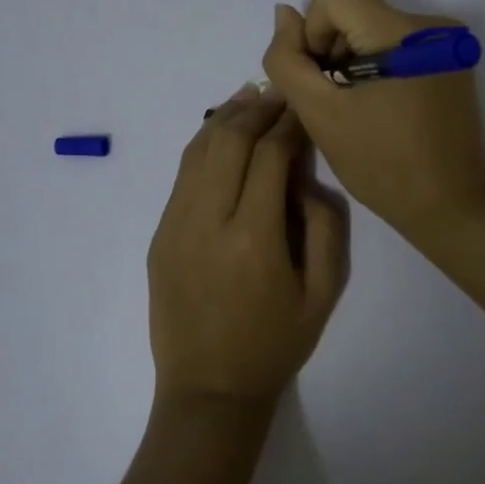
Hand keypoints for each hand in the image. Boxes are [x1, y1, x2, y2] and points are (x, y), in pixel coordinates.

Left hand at [147, 85, 348, 409]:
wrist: (208, 390)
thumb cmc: (274, 345)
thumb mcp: (323, 294)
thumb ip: (325, 227)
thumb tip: (305, 179)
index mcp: (253, 238)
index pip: (270, 155)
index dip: (289, 123)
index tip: (304, 105)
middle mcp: (207, 221)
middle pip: (229, 140)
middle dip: (257, 108)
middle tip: (279, 93)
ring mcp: (175, 225)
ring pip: (198, 150)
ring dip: (225, 117)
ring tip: (250, 96)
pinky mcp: (159, 234)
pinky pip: (182, 175)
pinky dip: (203, 144)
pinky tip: (221, 132)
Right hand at [262, 0, 484, 242]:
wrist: (453, 207)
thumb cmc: (382, 166)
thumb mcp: (320, 115)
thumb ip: (288, 61)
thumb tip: (284, 14)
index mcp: (401, 31)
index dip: (314, 29)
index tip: (322, 76)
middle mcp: (430, 23)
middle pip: (354, 7)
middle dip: (331, 48)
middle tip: (335, 100)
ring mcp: (445, 41)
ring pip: (371, 25)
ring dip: (351, 59)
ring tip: (359, 108)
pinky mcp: (450, 59)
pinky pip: (395, 43)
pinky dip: (375, 66)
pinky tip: (381, 107)